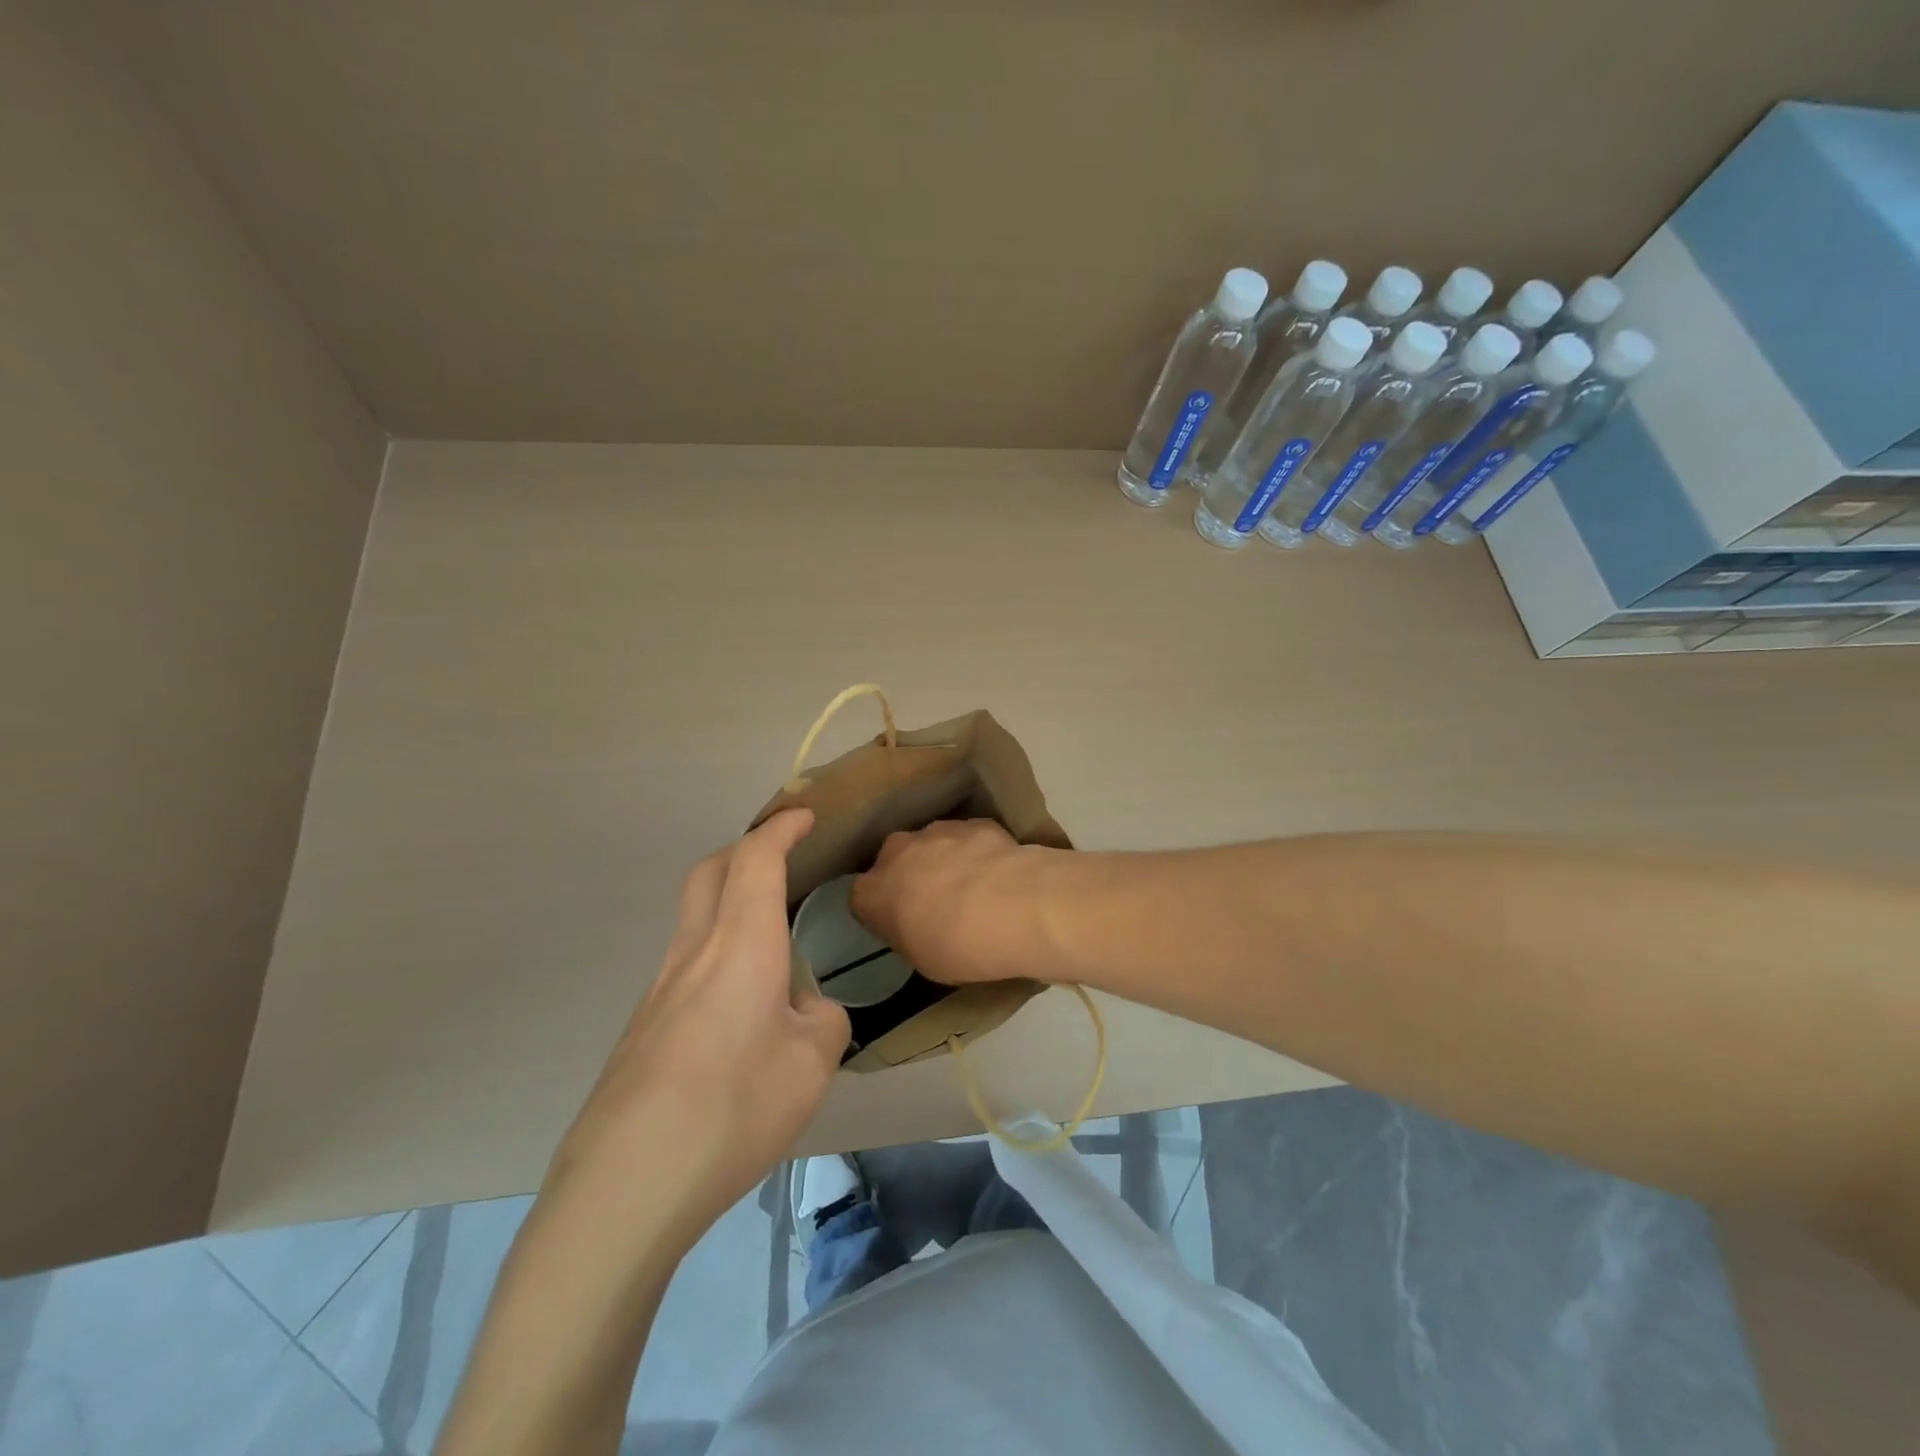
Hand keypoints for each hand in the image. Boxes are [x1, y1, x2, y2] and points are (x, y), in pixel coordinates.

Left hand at [545, 809, 849, 1252]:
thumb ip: (823, 1021)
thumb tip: (805, 1011)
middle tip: (779, 860)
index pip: (756, 859)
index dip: (781, 828)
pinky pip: (685, 968)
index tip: (805, 816)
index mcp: (740, 944)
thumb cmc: (735, 1107)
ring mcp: (658, 991)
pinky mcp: (642, 1030)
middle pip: (709, 872)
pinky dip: (716, 957)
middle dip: (744, 851)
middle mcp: (693, 952)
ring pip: (693, 919)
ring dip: (728, 905)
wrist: (626, 1186)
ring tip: (770, 946)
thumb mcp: (813, 1065)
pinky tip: (739, 1013)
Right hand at [851, 819, 1059, 986]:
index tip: (903, 925)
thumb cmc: (958, 947)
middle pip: (896, 861)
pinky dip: (979, 851)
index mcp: (872, 892)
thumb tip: (919, 924)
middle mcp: (897, 852)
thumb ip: (910, 934)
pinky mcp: (975, 823)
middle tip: (937, 903)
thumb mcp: (923, 960)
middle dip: (911, 876)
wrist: (1013, 908)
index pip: (863, 898)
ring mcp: (937, 831)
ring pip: (933, 844)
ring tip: (975, 888)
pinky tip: (999, 873)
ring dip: (945, 860)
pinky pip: (969, 838)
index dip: (883, 911)